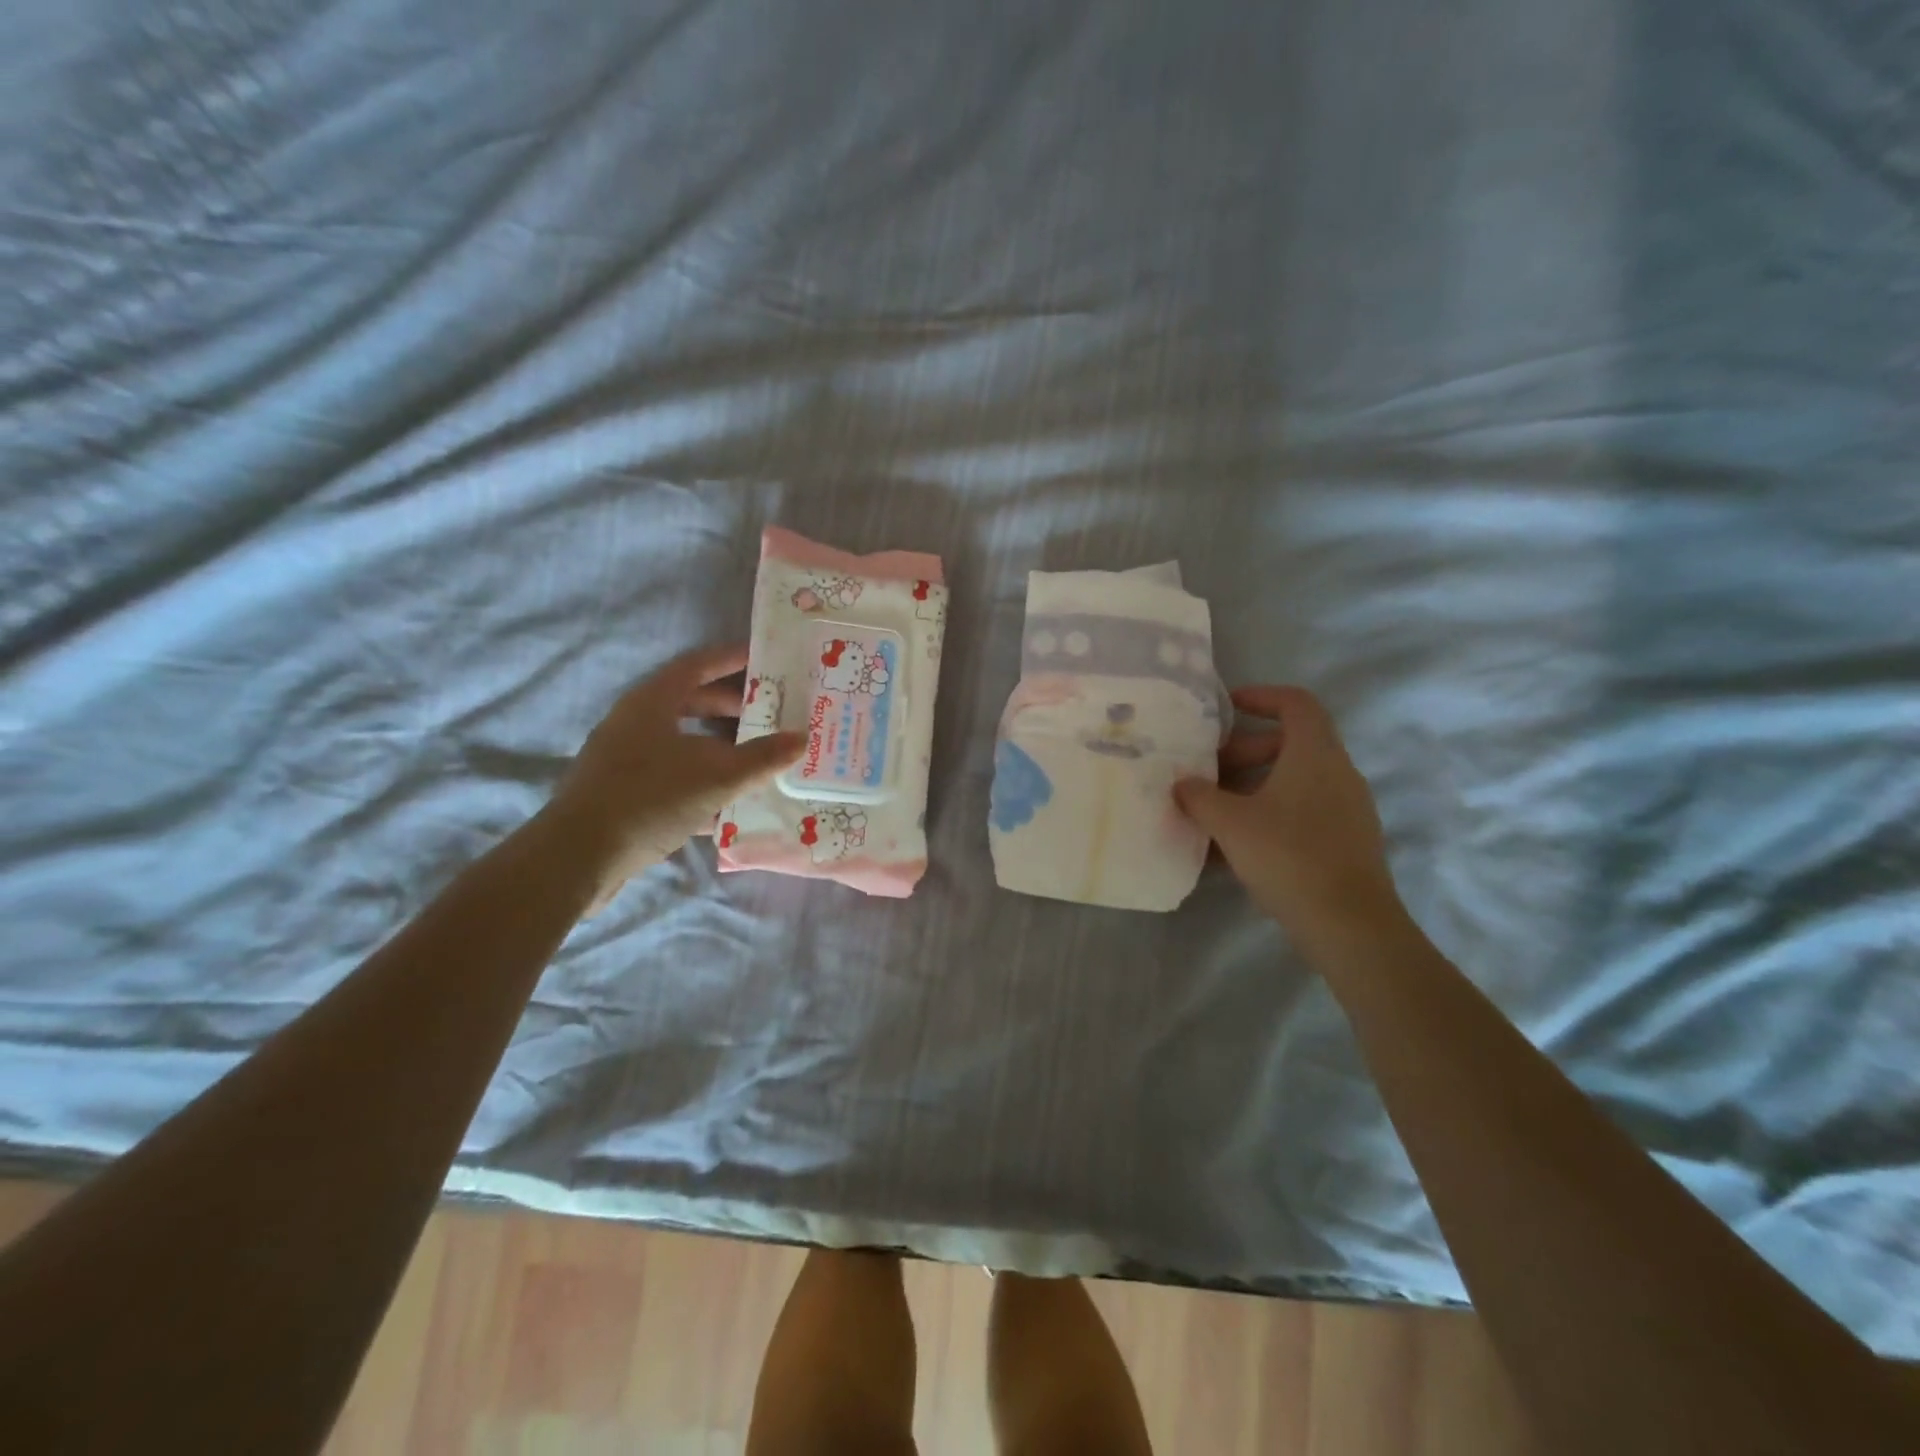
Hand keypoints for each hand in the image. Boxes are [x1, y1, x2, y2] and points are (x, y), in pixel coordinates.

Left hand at [549, 645, 801, 909]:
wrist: (578, 857)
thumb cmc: (650, 799)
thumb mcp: (718, 777)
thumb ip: (763, 758)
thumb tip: (801, 738)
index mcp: (652, 701)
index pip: (698, 665)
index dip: (733, 658)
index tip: (766, 657)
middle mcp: (635, 722)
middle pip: (690, 701)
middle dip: (731, 706)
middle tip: (770, 711)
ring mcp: (625, 757)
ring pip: (683, 740)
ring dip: (719, 745)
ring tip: (757, 755)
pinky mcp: (623, 791)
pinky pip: (673, 772)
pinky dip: (702, 778)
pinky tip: (729, 801)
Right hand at [1175, 686, 1404, 950]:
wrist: (1350, 924)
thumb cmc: (1288, 856)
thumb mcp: (1229, 823)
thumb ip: (1200, 797)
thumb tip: (1182, 783)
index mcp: (1315, 754)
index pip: (1296, 702)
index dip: (1261, 696)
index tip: (1227, 708)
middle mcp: (1338, 772)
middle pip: (1290, 744)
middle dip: (1244, 752)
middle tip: (1208, 772)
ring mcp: (1348, 808)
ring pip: (1295, 780)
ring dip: (1253, 787)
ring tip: (1215, 811)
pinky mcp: (1348, 840)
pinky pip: (1303, 811)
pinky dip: (1270, 815)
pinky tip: (1237, 847)